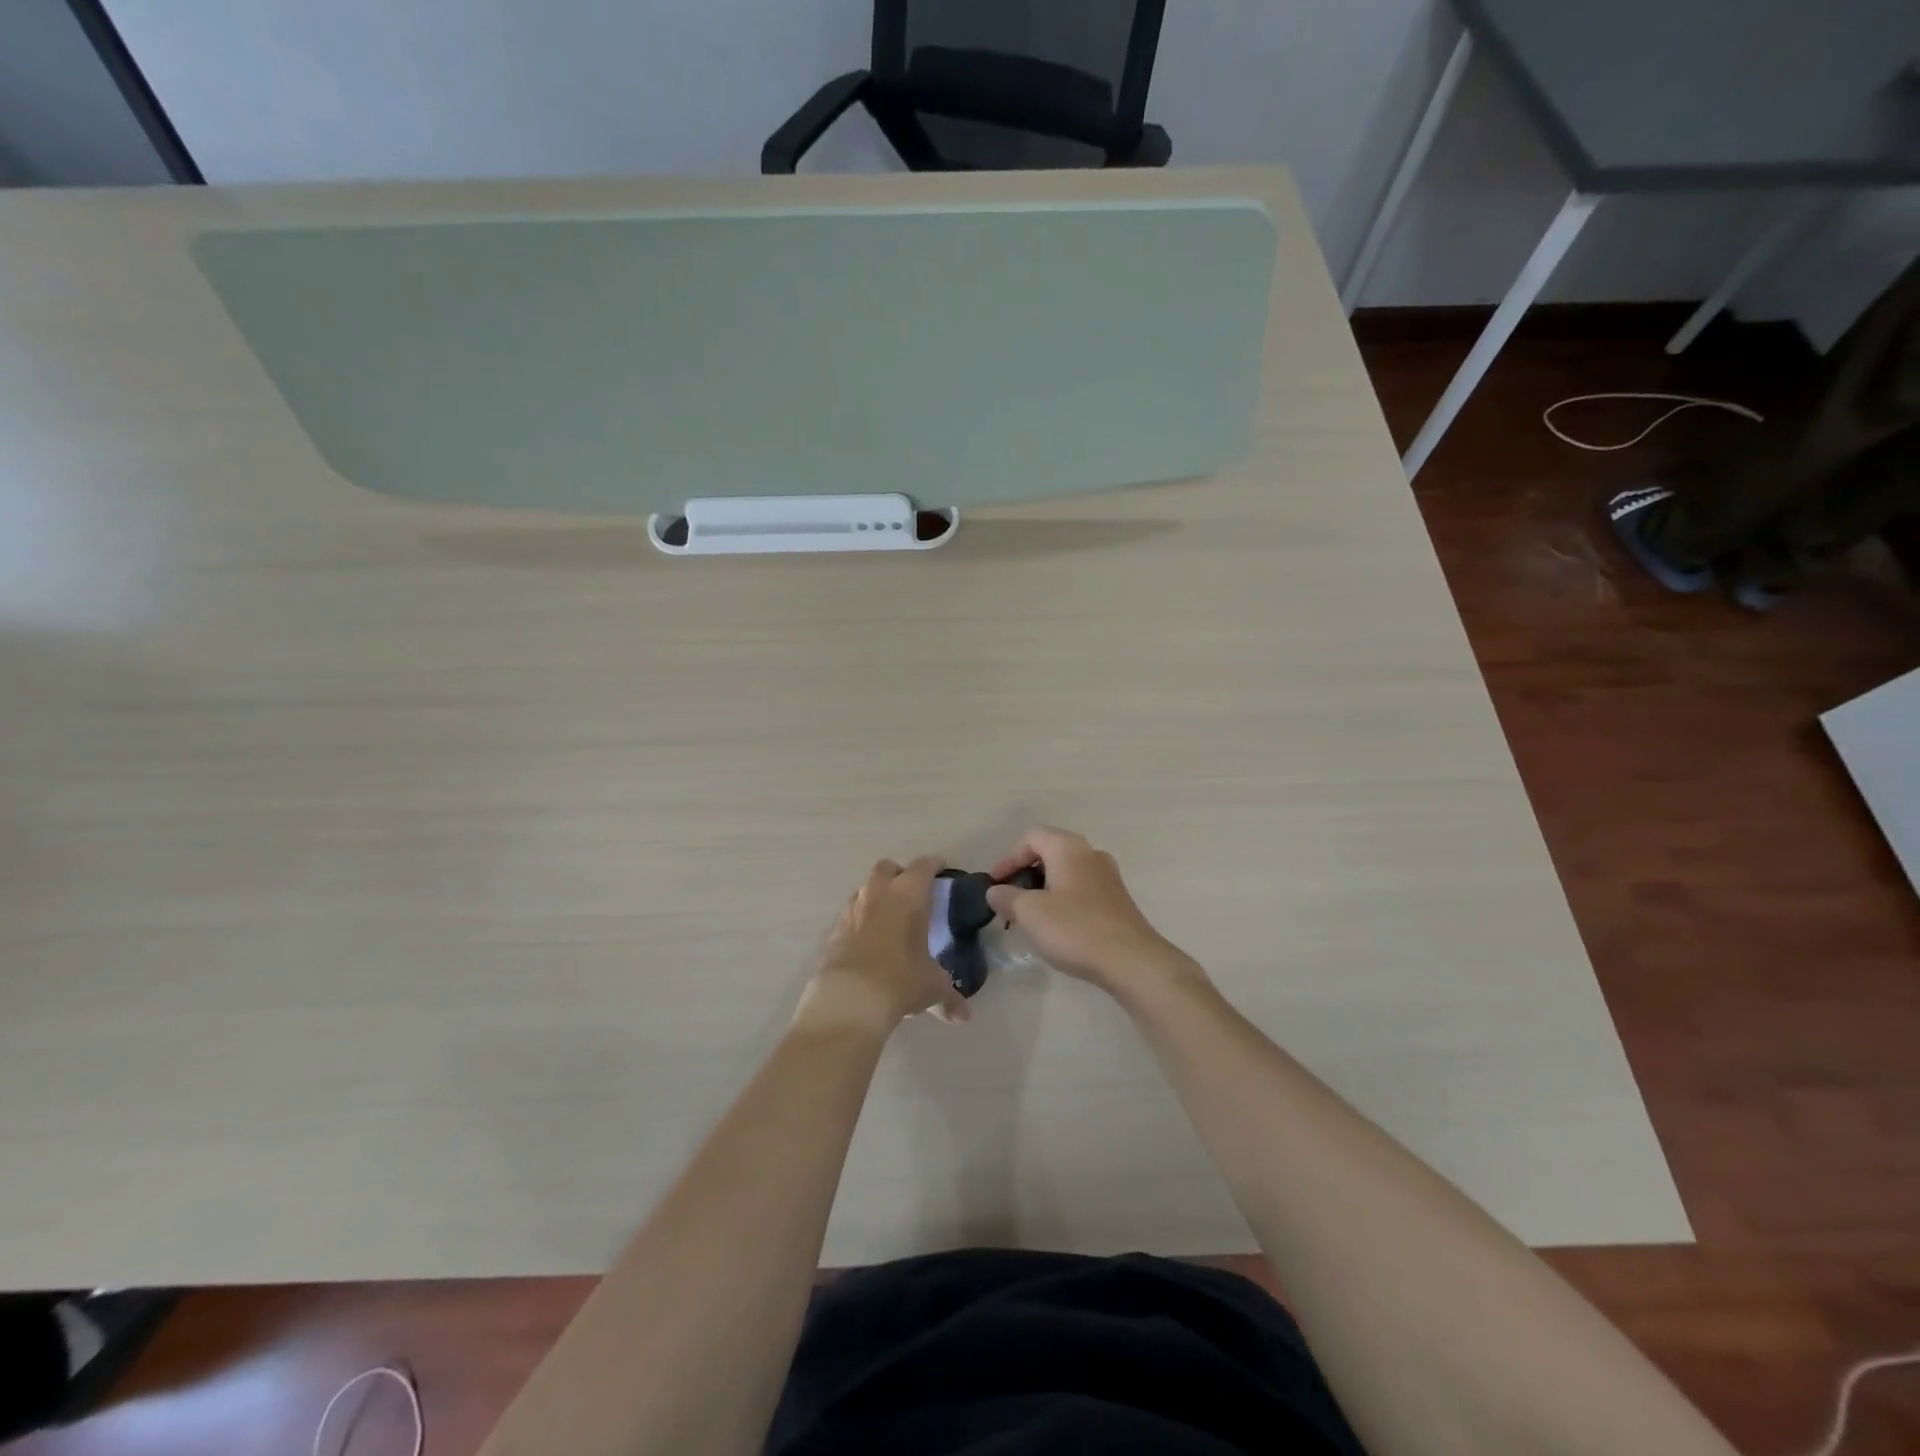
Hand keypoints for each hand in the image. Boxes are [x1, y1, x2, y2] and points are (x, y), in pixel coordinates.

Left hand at [797, 857, 968, 1035]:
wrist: (849, 999)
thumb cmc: (900, 981)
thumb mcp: (932, 988)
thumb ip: (949, 998)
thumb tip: (962, 1016)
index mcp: (908, 895)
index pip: (923, 867)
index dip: (934, 865)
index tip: (941, 868)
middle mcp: (878, 894)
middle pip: (887, 867)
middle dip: (900, 873)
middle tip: (912, 890)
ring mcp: (852, 909)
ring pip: (865, 888)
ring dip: (878, 894)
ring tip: (890, 914)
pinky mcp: (835, 930)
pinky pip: (851, 913)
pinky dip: (861, 918)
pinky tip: (869, 938)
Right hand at [985, 827, 1198, 995]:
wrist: (1132, 961)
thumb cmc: (1075, 928)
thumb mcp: (1030, 913)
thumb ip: (1007, 898)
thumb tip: (995, 891)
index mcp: (1068, 847)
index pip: (1031, 836)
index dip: (1008, 857)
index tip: (995, 884)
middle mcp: (1090, 853)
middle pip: (1049, 851)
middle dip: (1025, 873)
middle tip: (1009, 900)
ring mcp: (1108, 876)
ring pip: (1066, 872)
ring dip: (1043, 889)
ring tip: (1029, 917)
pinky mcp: (1117, 900)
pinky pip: (1081, 890)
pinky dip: (1062, 900)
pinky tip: (1056, 927)